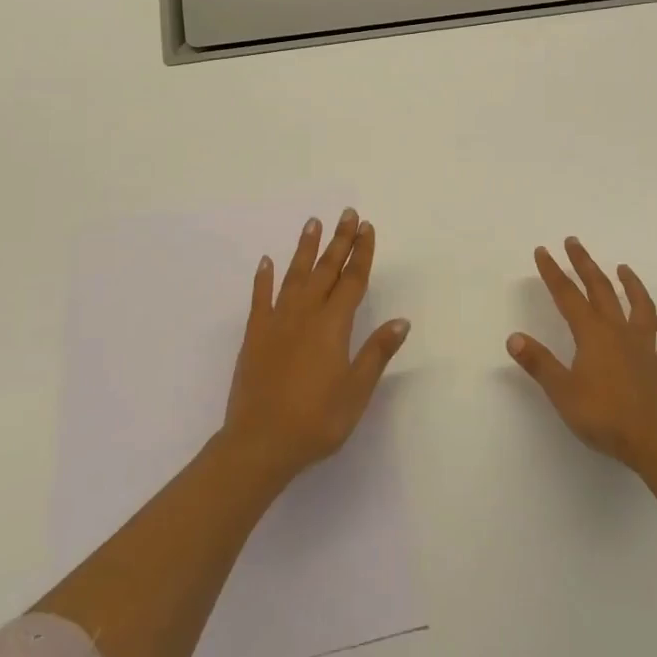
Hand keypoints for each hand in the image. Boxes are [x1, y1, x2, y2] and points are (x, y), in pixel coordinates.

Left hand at [222, 209, 410, 488]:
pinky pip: (260, 298)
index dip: (361, 253)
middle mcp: (306, 314)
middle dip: (339, 240)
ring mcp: (277, 321)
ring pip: (295, 275)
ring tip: (313, 223)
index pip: (352, 280)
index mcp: (333, 325)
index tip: (367, 227)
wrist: (259, 443)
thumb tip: (401, 321)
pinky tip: (266, 262)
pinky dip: (264, 278)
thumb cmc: (316, 420)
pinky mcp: (254, 335)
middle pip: (326, 269)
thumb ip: (377, 352)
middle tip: (347, 214)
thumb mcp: (356, 391)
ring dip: (305, 248)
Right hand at [508, 237, 656, 472]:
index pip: (567, 295)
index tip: (543, 250)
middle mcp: (619, 331)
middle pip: (600, 289)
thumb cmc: (604, 416)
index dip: (553, 272)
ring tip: (623, 268)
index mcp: (592, 334)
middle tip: (574, 242)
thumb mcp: (562, 392)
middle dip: (585, 264)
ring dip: (631, 284)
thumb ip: (539, 363)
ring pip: (639, 305)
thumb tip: (513, 337)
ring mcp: (645, 346)